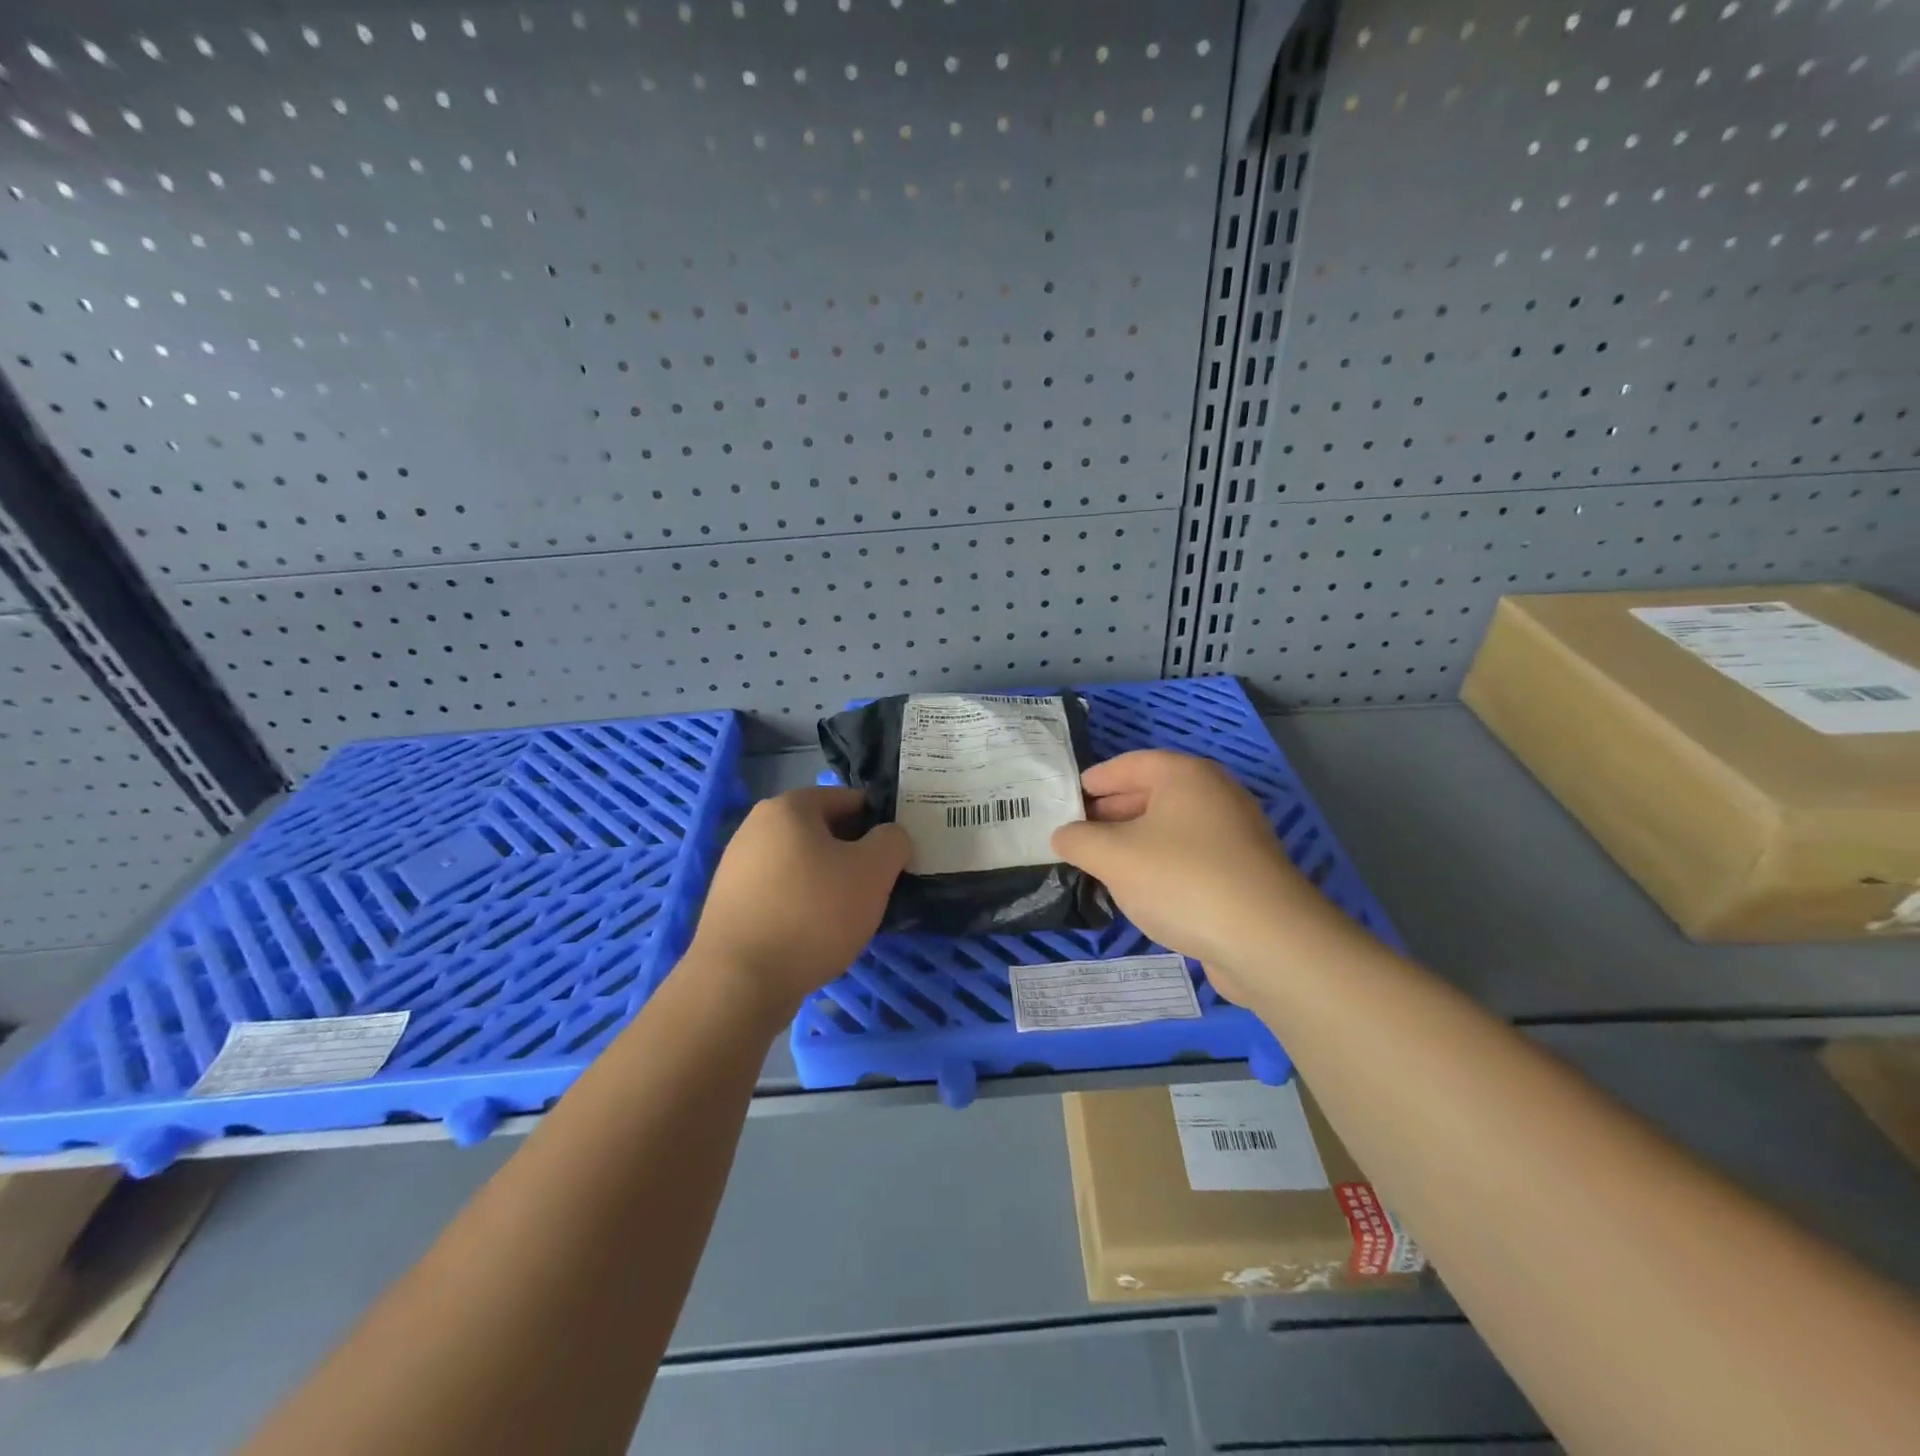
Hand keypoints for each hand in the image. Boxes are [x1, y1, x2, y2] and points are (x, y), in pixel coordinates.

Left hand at [684, 787, 908, 1023]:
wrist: (739, 981)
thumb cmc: (813, 913)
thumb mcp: (873, 871)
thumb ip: (892, 841)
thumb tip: (889, 837)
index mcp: (789, 807)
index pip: (848, 799)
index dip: (879, 824)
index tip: (897, 855)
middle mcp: (756, 826)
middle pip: (823, 832)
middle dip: (854, 856)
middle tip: (879, 888)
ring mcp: (737, 866)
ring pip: (802, 865)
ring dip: (830, 883)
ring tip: (851, 917)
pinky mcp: (730, 903)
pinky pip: (781, 893)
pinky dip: (803, 906)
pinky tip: (817, 935)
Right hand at [1051, 750, 1355, 1003]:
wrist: (1267, 940)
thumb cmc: (1181, 880)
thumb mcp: (1113, 857)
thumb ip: (1078, 840)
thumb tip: (1063, 835)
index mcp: (1185, 775)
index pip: (1129, 763)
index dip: (1094, 779)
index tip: (1067, 799)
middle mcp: (1214, 794)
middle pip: (1151, 793)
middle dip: (1111, 812)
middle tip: (1076, 834)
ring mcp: (1235, 833)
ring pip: (1171, 827)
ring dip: (1134, 841)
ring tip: (1101, 863)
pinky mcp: (1244, 871)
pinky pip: (1190, 855)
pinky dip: (1161, 863)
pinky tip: (1141, 890)